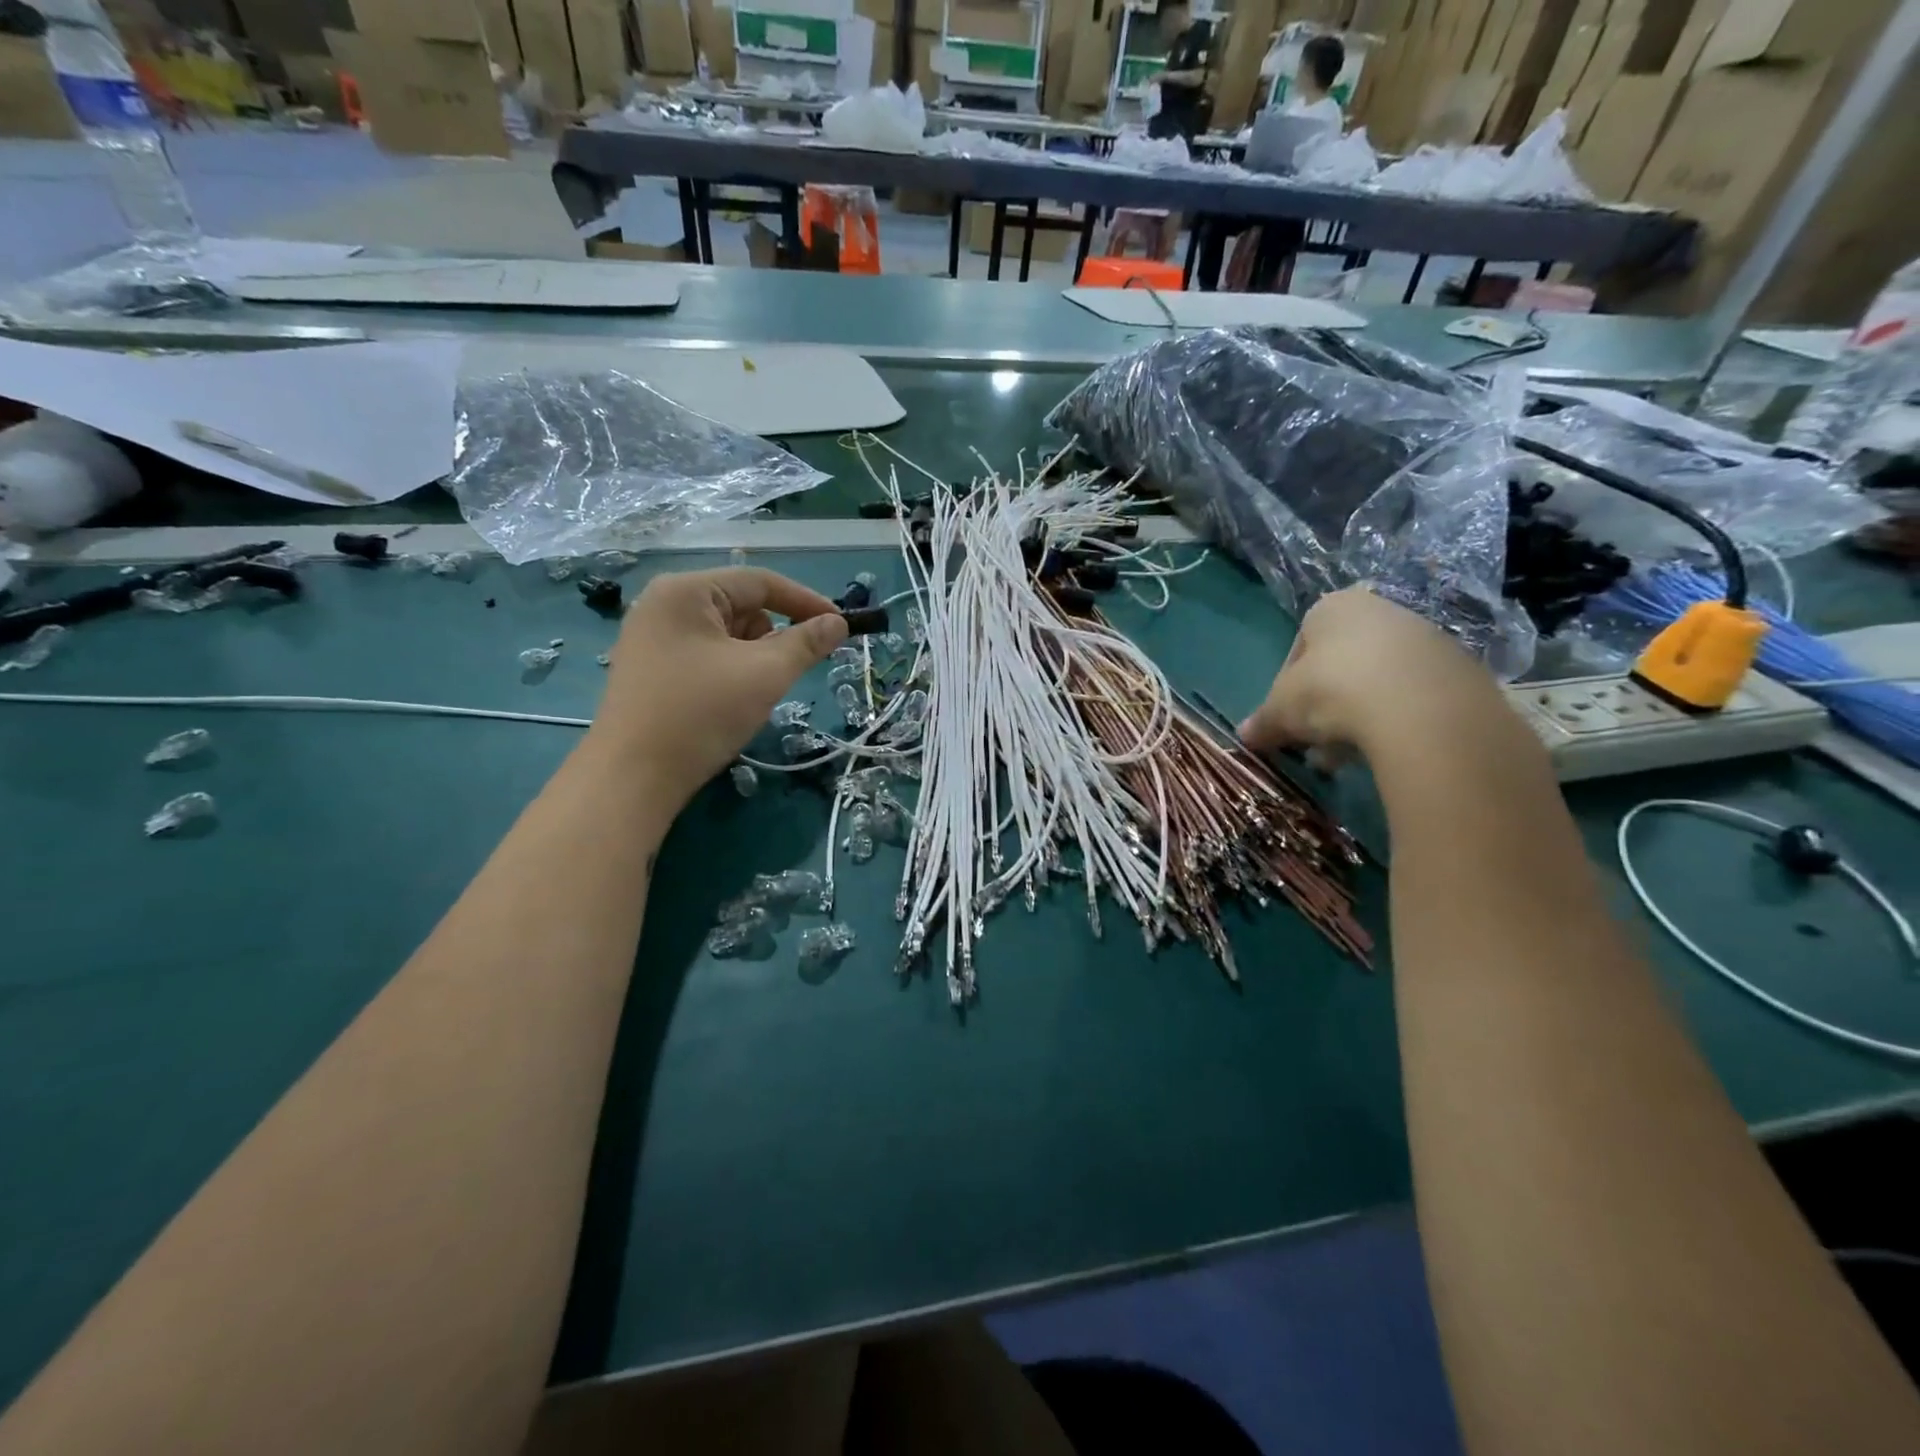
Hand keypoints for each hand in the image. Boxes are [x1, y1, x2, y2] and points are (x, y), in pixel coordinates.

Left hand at [589, 567, 847, 810]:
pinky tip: (730, 702)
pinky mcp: (650, 668)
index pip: (760, 582)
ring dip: (753, 657)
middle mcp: (664, 604)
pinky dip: (730, 671)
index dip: (806, 601)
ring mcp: (652, 637)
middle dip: (774, 636)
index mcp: (685, 591)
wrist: (632, 777)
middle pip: (741, 606)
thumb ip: (806, 643)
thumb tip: (838, 623)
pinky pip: (705, 655)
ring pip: (726, 634)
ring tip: (754, 693)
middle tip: (790, 671)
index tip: (840, 626)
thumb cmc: (701, 714)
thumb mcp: (764, 674)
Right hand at [1238, 587, 1505, 762]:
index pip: (1299, 647)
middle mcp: (1380, 611)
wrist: (1421, 707)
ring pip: (1377, 682)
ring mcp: (1425, 638)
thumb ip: (1264, 721)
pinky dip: (1396, 721)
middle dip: (1324, 707)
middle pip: (1341, 665)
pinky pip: (1414, 697)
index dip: (1287, 688)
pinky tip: (1386, 749)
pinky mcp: (1459, 669)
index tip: (1288, 719)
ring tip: (1347, 756)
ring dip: (1357, 717)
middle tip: (1316, 743)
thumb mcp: (1282, 710)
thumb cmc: (1333, 690)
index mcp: (1331, 608)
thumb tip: (1244, 735)